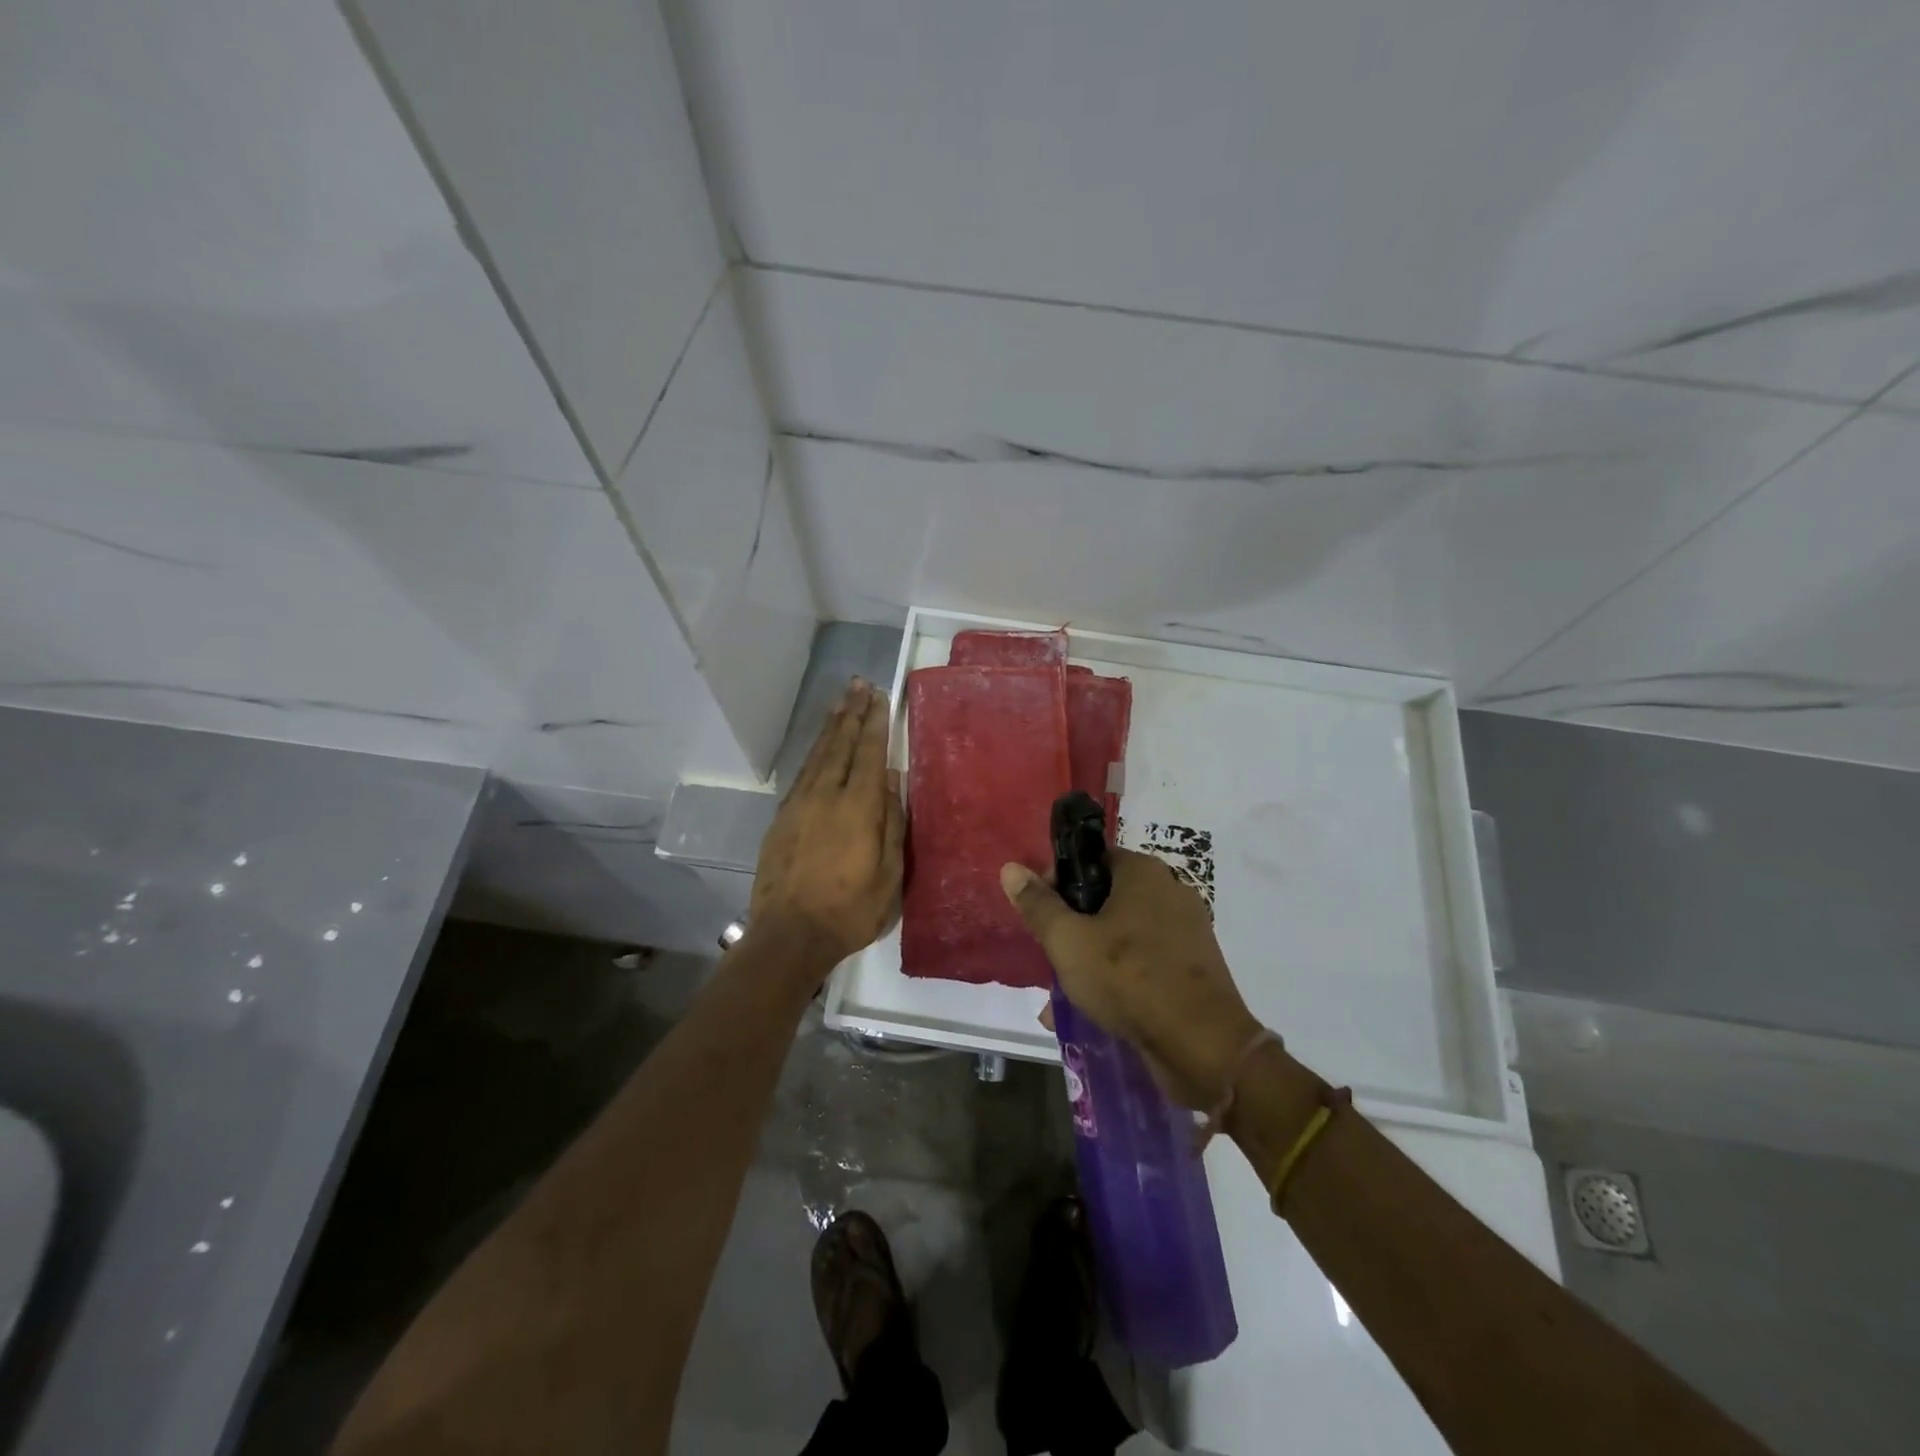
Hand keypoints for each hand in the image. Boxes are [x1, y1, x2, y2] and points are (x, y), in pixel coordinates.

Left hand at [750, 678, 904, 972]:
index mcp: (858, 809)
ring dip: (831, 727)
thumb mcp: (890, 876)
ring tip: (841, 702)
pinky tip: (819, 748)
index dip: (875, 723)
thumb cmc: (849, 911)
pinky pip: (802, 773)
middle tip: (859, 684)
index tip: (879, 696)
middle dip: (852, 713)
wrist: (788, 936)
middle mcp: (826, 796)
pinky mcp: (782, 819)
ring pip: (818, 755)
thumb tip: (893, 782)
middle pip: (840, 745)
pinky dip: (815, 753)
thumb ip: (892, 825)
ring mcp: (799, 805)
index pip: (870, 754)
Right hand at [1001, 849, 1261, 1106]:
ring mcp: (1188, 931)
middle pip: (1106, 900)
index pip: (1090, 861)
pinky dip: (1121, 979)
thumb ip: (1038, 905)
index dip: (1058, 885)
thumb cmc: (1128, 978)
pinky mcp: (1195, 968)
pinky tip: (1097, 1011)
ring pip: (1124, 936)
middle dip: (1074, 929)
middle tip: (1053, 959)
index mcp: (1144, 872)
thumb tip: (1011, 868)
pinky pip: (1146, 963)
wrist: (1203, 1045)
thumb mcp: (1068, 941)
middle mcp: (1170, 891)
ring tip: (1064, 996)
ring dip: (1093, 960)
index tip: (1042, 918)